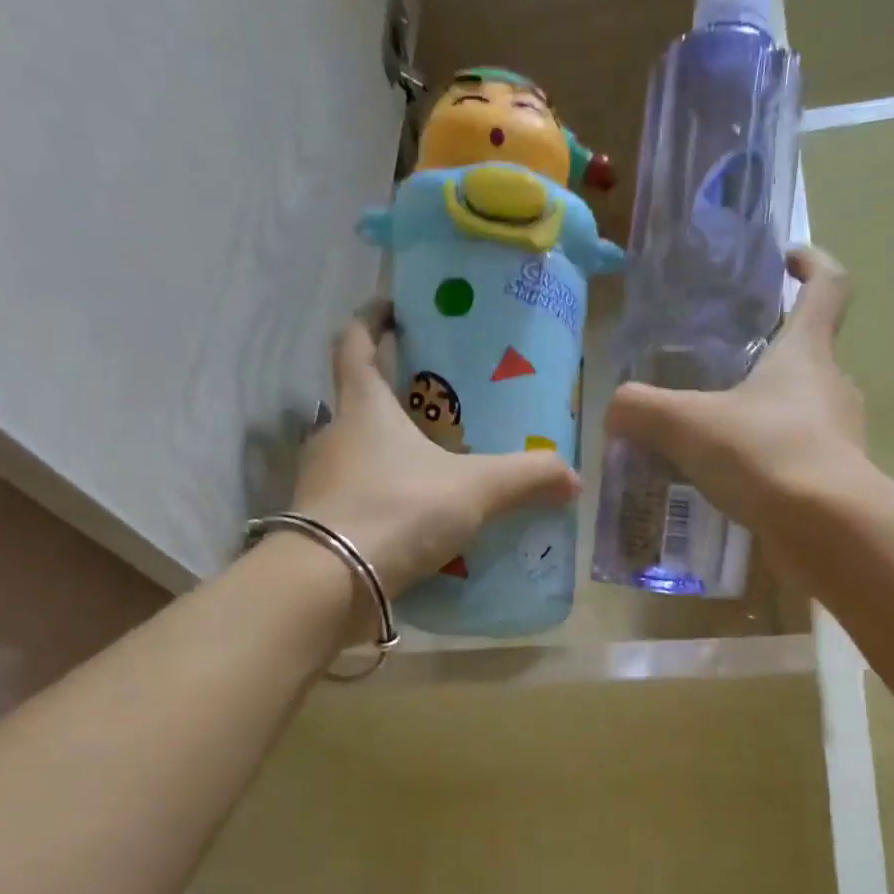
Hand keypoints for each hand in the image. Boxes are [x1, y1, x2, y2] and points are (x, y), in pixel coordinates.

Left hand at [291, 310, 579, 598]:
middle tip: (440, 408)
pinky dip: (384, 502)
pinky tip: (415, 523)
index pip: (353, 344)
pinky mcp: (320, 524)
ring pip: (358, 455)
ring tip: (435, 472)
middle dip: (396, 400)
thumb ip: (526, 478)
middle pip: (359, 403)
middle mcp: (333, 435)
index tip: (392, 311)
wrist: (331, 581)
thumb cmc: (398, 509)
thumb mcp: (474, 489)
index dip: (369, 321)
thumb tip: (573, 477)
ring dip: (390, 457)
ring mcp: (320, 482)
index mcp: (363, 407)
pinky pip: (357, 500)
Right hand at [605, 245, 865, 541]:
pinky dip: (767, 467)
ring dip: (764, 418)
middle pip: (807, 356)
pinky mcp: (836, 484)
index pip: (827, 286)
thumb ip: (642, 410)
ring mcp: (840, 438)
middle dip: (768, 358)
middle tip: (719, 374)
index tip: (786, 260)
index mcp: (807, 352)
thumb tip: (615, 411)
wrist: (827, 531)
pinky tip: (730, 489)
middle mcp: (832, 387)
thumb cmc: (765, 454)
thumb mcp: (687, 425)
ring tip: (714, 441)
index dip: (811, 263)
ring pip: (801, 414)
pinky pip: (797, 462)